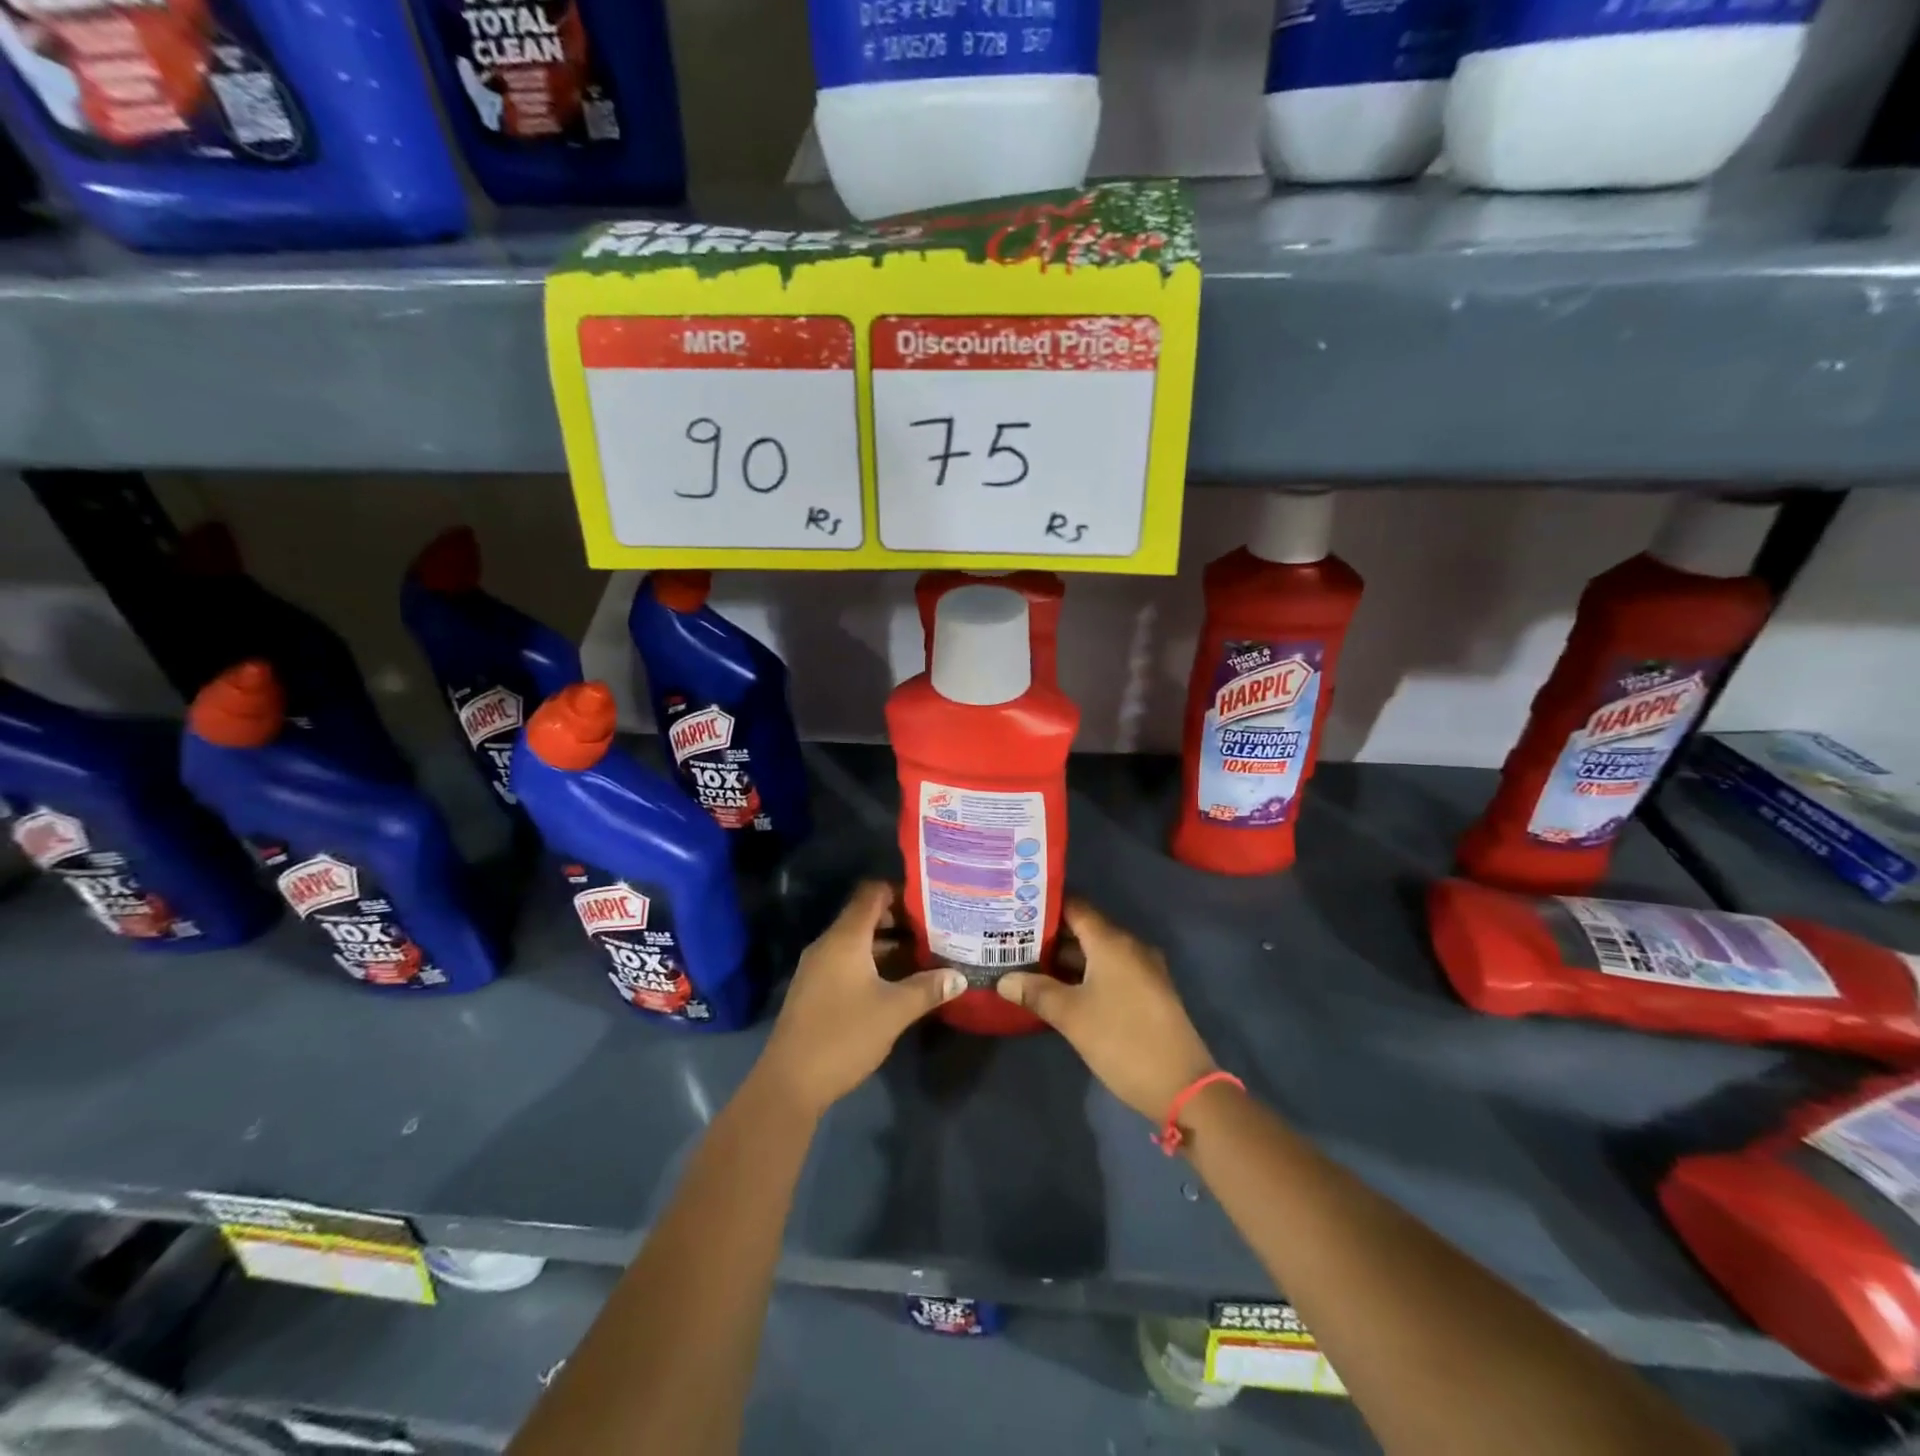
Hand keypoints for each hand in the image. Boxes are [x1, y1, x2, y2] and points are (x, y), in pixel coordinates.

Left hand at [757, 881, 963, 1118]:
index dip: (900, 891)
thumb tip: (960, 976)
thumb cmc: (844, 1036)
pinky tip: (897, 982)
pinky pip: (847, 962)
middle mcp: (828, 945)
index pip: (872, 893)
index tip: (930, 901)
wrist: (790, 1082)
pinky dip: (873, 964)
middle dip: (900, 921)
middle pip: (865, 916)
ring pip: (858, 942)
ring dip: (888, 946)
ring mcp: (818, 968)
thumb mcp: (894, 1011)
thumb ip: (927, 989)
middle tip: (935, 930)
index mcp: (845, 938)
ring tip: (924, 955)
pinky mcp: (815, 990)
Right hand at [997, 900, 1215, 1122]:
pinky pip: (1109, 971)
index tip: (1014, 910)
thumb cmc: (1122, 1040)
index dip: (1043, 906)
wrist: (1182, 1086)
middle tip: (1011, 941)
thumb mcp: (1071, 1016)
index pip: (1074, 907)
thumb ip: (1036, 992)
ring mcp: (1142, 970)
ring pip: (1096, 953)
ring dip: (1064, 960)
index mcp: (1112, 942)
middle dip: (1048, 936)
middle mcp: (1129, 947)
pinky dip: (1083, 975)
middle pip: (1084, 930)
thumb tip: (1003, 979)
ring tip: (1026, 965)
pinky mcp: (1147, 993)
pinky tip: (1058, 990)